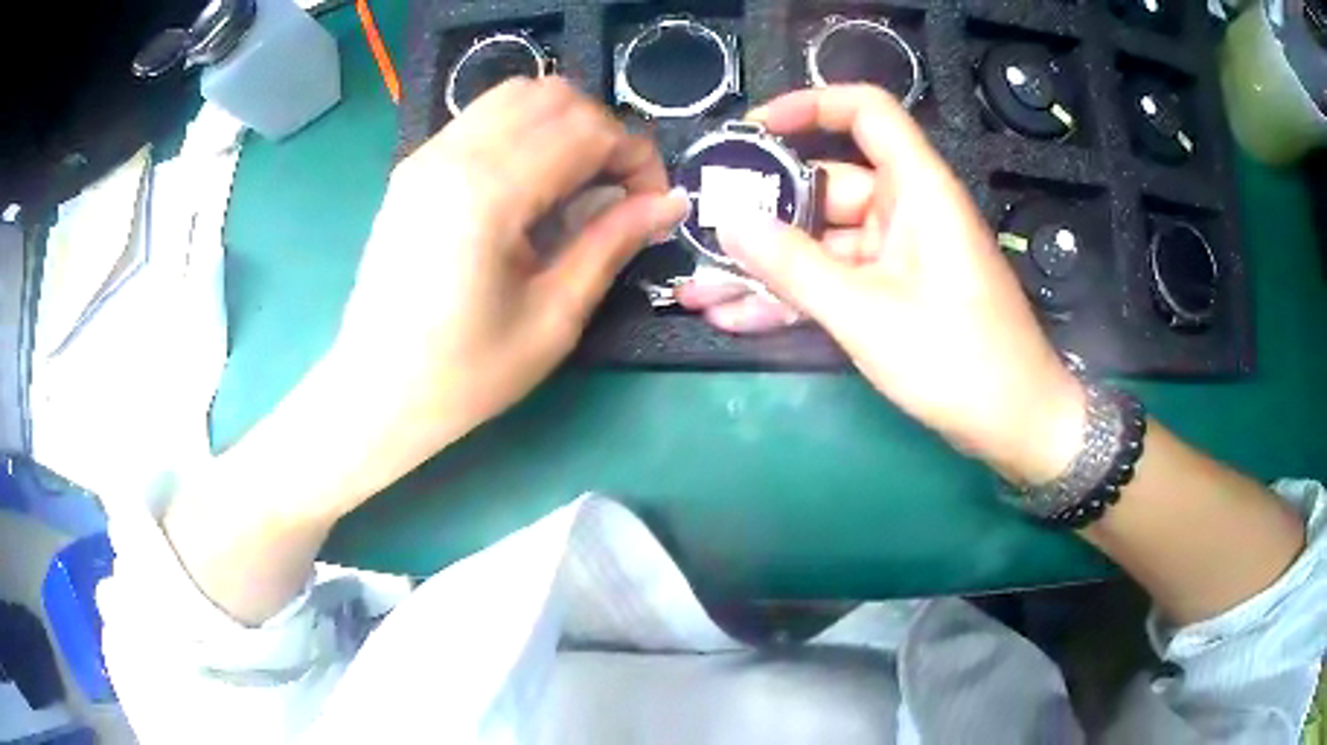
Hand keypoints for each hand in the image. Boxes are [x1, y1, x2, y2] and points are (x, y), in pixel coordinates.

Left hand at [326, 77, 687, 505]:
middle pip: (554, 97)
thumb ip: (611, 243)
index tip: (651, 202)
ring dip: (563, 126)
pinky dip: (523, 132)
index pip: (588, 130)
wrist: (376, 391)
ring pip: (517, 96)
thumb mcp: (553, 317)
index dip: (636, 157)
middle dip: (602, 132)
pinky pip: (483, 118)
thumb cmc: (465, 372)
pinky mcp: (414, 167)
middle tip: (614, 190)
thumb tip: (669, 202)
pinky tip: (528, 186)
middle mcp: (454, 154)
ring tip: (574, 184)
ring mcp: (427, 155)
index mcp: (489, 193)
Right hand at [678, 86, 1083, 483]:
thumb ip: (794, 265)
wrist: (1013, 425)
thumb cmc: (957, 359)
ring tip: (698, 290)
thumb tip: (730, 221)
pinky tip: (734, 317)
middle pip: (825, 187)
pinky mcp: (892, 293)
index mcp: (916, 189)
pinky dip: (792, 298)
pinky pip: (833, 281)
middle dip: (761, 214)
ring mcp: (896, 255)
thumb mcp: (867, 313)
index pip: (865, 112)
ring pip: (821, 244)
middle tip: (700, 233)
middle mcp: (905, 210)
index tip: (753, 131)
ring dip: (765, 268)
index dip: (809, 107)